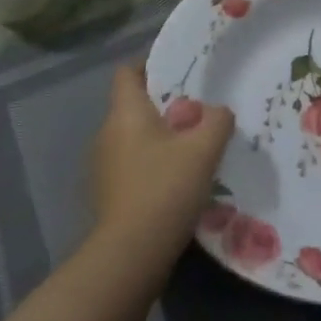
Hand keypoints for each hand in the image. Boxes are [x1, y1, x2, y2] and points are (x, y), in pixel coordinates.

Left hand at [90, 63, 233, 265]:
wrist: (131, 255)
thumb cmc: (165, 188)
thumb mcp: (204, 149)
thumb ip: (216, 121)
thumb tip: (217, 112)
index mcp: (125, 113)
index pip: (128, 73)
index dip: (150, 65)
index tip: (178, 69)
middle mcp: (107, 134)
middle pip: (134, 106)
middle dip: (165, 105)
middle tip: (199, 110)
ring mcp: (103, 167)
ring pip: (135, 138)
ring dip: (160, 138)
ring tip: (194, 146)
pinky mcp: (108, 195)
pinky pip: (133, 165)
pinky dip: (154, 164)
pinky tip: (179, 180)